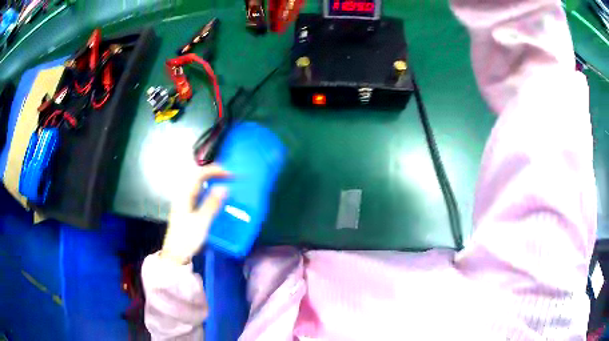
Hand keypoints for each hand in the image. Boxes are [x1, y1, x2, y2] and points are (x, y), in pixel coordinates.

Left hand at [160, 164, 228, 264]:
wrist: (176, 254)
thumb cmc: (187, 238)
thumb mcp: (201, 222)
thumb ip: (211, 204)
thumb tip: (224, 188)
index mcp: (184, 196)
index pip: (199, 175)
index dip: (214, 171)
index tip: (229, 174)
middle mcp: (183, 196)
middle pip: (197, 177)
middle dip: (213, 173)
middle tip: (229, 175)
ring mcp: (184, 202)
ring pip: (198, 185)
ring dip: (211, 181)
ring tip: (224, 182)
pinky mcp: (187, 210)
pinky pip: (198, 193)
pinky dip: (208, 190)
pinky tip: (215, 197)